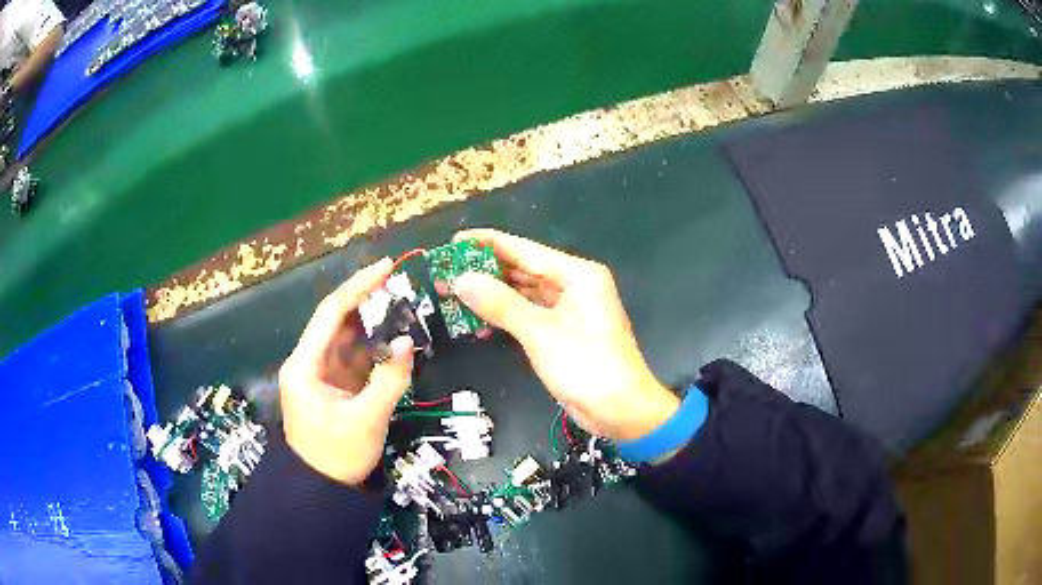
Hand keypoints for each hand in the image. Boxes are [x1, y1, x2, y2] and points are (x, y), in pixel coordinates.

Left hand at [279, 258, 413, 485]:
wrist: (322, 491)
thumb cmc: (337, 457)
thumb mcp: (366, 420)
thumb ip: (389, 380)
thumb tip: (410, 342)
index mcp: (305, 365)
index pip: (331, 313)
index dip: (358, 287)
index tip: (387, 268)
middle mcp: (309, 362)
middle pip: (337, 321)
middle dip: (368, 302)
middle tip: (402, 285)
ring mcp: (321, 374)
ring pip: (348, 338)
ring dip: (374, 324)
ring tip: (404, 306)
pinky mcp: (334, 386)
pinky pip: (355, 358)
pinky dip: (375, 348)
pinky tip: (396, 338)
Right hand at [453, 229, 678, 440]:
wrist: (621, 411)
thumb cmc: (587, 366)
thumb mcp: (540, 333)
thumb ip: (500, 303)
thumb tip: (461, 279)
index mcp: (577, 275)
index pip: (525, 250)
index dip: (488, 243)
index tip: (455, 240)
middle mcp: (574, 285)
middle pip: (523, 270)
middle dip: (485, 272)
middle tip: (446, 272)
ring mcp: (568, 310)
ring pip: (523, 294)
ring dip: (492, 296)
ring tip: (453, 295)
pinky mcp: (562, 332)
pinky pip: (529, 315)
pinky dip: (506, 318)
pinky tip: (478, 324)